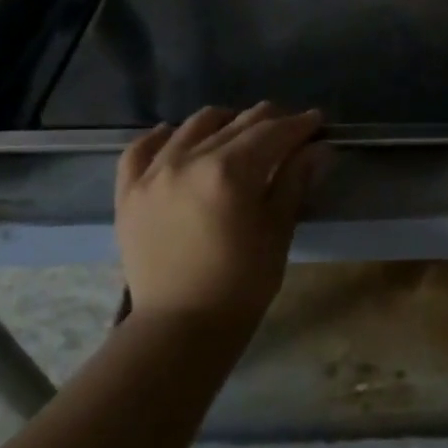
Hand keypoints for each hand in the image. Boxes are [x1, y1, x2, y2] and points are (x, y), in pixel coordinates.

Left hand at [114, 103, 325, 328]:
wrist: (181, 327)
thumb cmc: (242, 282)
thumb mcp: (278, 230)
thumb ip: (295, 181)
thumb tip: (319, 147)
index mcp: (230, 171)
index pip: (272, 133)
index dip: (299, 124)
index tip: (317, 120)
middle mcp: (188, 161)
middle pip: (236, 124)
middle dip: (268, 120)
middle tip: (288, 126)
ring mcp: (153, 174)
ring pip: (193, 127)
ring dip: (223, 122)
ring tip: (239, 129)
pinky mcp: (129, 192)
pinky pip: (140, 149)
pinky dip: (163, 137)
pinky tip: (176, 136)